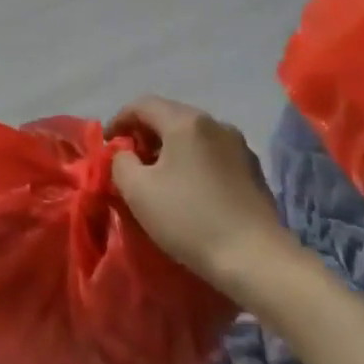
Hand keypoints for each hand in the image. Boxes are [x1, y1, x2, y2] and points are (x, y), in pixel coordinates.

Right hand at [108, 96, 296, 292]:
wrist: (256, 258)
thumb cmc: (188, 218)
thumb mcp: (137, 190)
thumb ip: (120, 162)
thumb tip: (126, 154)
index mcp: (186, 122)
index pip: (142, 105)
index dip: (119, 120)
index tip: (107, 146)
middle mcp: (215, 124)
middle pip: (170, 116)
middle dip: (144, 134)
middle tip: (129, 162)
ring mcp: (239, 146)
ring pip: (192, 136)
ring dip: (169, 149)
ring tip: (157, 177)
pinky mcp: (253, 170)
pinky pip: (212, 154)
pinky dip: (192, 162)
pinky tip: (188, 189)